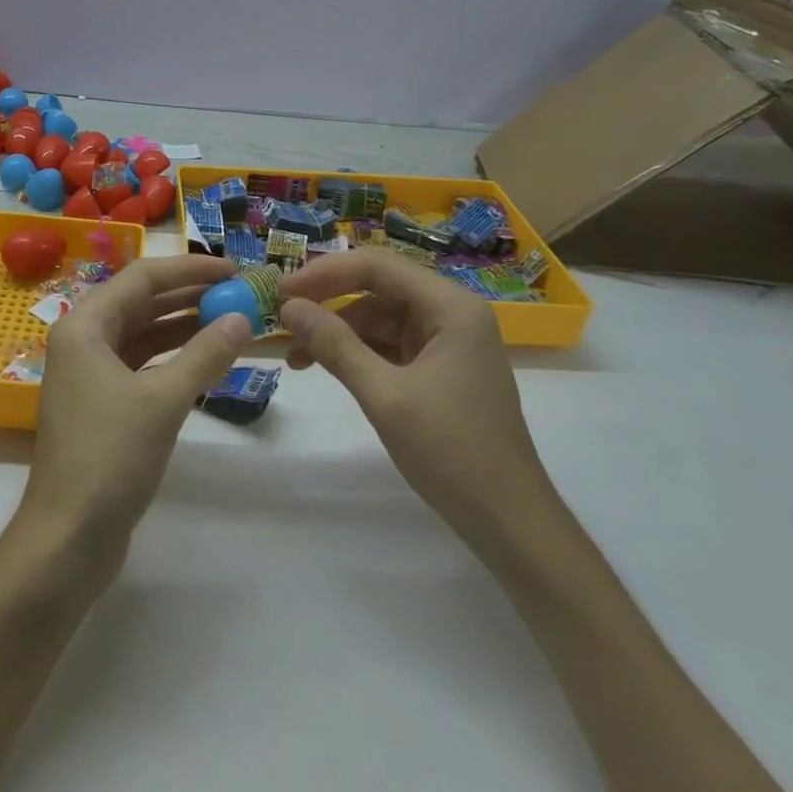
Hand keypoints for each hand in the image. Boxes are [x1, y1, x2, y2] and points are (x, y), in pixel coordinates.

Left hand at [22, 254, 249, 563]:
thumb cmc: (108, 458)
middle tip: (239, 293)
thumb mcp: (162, 402)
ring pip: (144, 334)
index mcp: (85, 325)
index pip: (142, 278)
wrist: (67, 539)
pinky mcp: (104, 403)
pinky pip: (144, 364)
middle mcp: (84, 340)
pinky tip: (208, 359)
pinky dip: (175, 358)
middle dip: (190, 295)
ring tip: (232, 320)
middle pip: (142, 302)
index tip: (233, 270)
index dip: (189, 269)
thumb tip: (242, 319)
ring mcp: (92, 373)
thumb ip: (204, 355)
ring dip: (186, 326)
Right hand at [279, 248, 550, 546]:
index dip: (325, 273)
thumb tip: (289, 308)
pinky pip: (390, 344)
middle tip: (283, 319)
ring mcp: (448, 341)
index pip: (377, 266)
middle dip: (329, 302)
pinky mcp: (440, 368)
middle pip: (378, 287)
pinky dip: (357, 352)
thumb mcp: (385, 396)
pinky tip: (326, 366)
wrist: (511, 525)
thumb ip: (335, 345)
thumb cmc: (452, 453)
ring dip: (338, 331)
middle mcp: (452, 313)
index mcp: (451, 306)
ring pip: (380, 317)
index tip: (282, 292)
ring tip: (296, 356)